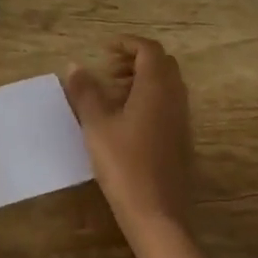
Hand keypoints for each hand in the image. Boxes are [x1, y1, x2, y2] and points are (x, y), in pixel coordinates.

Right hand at [65, 37, 193, 235]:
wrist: (157, 214)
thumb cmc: (124, 164)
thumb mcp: (96, 125)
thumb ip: (85, 92)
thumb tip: (74, 66)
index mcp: (156, 88)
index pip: (149, 50)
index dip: (127, 44)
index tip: (104, 50)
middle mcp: (175, 98)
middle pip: (161, 64)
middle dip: (135, 60)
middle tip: (108, 71)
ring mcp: (182, 120)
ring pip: (166, 85)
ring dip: (141, 80)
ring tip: (112, 96)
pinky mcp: (182, 140)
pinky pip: (168, 105)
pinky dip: (149, 99)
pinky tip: (125, 122)